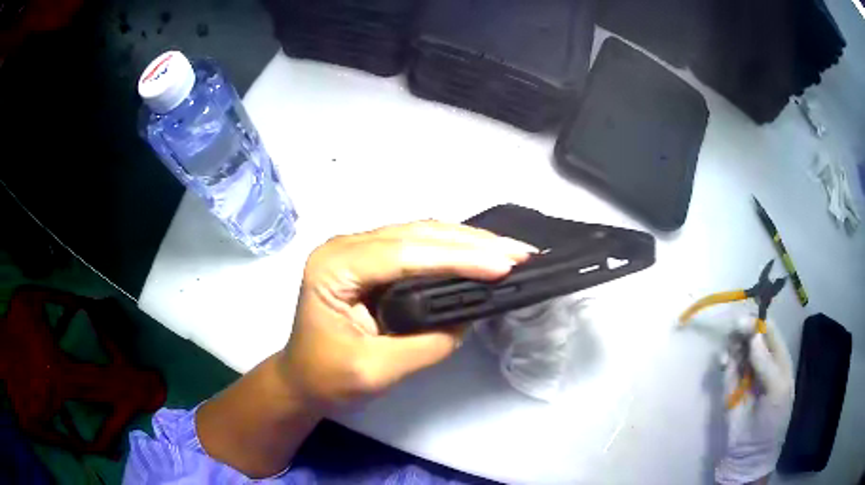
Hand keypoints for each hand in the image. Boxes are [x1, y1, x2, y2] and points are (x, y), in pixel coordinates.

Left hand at [198, 221, 534, 476]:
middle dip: (472, 243)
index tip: (503, 266)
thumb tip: (467, 318)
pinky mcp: (373, 260)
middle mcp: (345, 247)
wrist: (302, 379)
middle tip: (520, 252)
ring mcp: (358, 249)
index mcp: (333, 269)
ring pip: (421, 233)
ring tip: (510, 251)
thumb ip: (425, 345)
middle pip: (416, 234)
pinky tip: (481, 253)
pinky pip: (418, 245)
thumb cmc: (326, 379)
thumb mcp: (375, 372)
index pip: (403, 254)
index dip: (457, 258)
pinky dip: (454, 249)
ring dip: (468, 241)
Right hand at [716, 317, 794, 484]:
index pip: (770, 332)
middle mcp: (762, 361)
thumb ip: (767, 364)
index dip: (760, 323)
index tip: (746, 321)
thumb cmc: (772, 420)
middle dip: (744, 329)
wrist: (749, 452)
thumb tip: (753, 337)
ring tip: (729, 348)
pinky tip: (722, 362)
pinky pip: (727, 365)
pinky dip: (723, 359)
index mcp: (778, 360)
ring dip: (732, 342)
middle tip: (735, 329)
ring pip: (738, 347)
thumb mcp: (777, 391)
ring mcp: (745, 373)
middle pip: (753, 335)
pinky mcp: (729, 386)